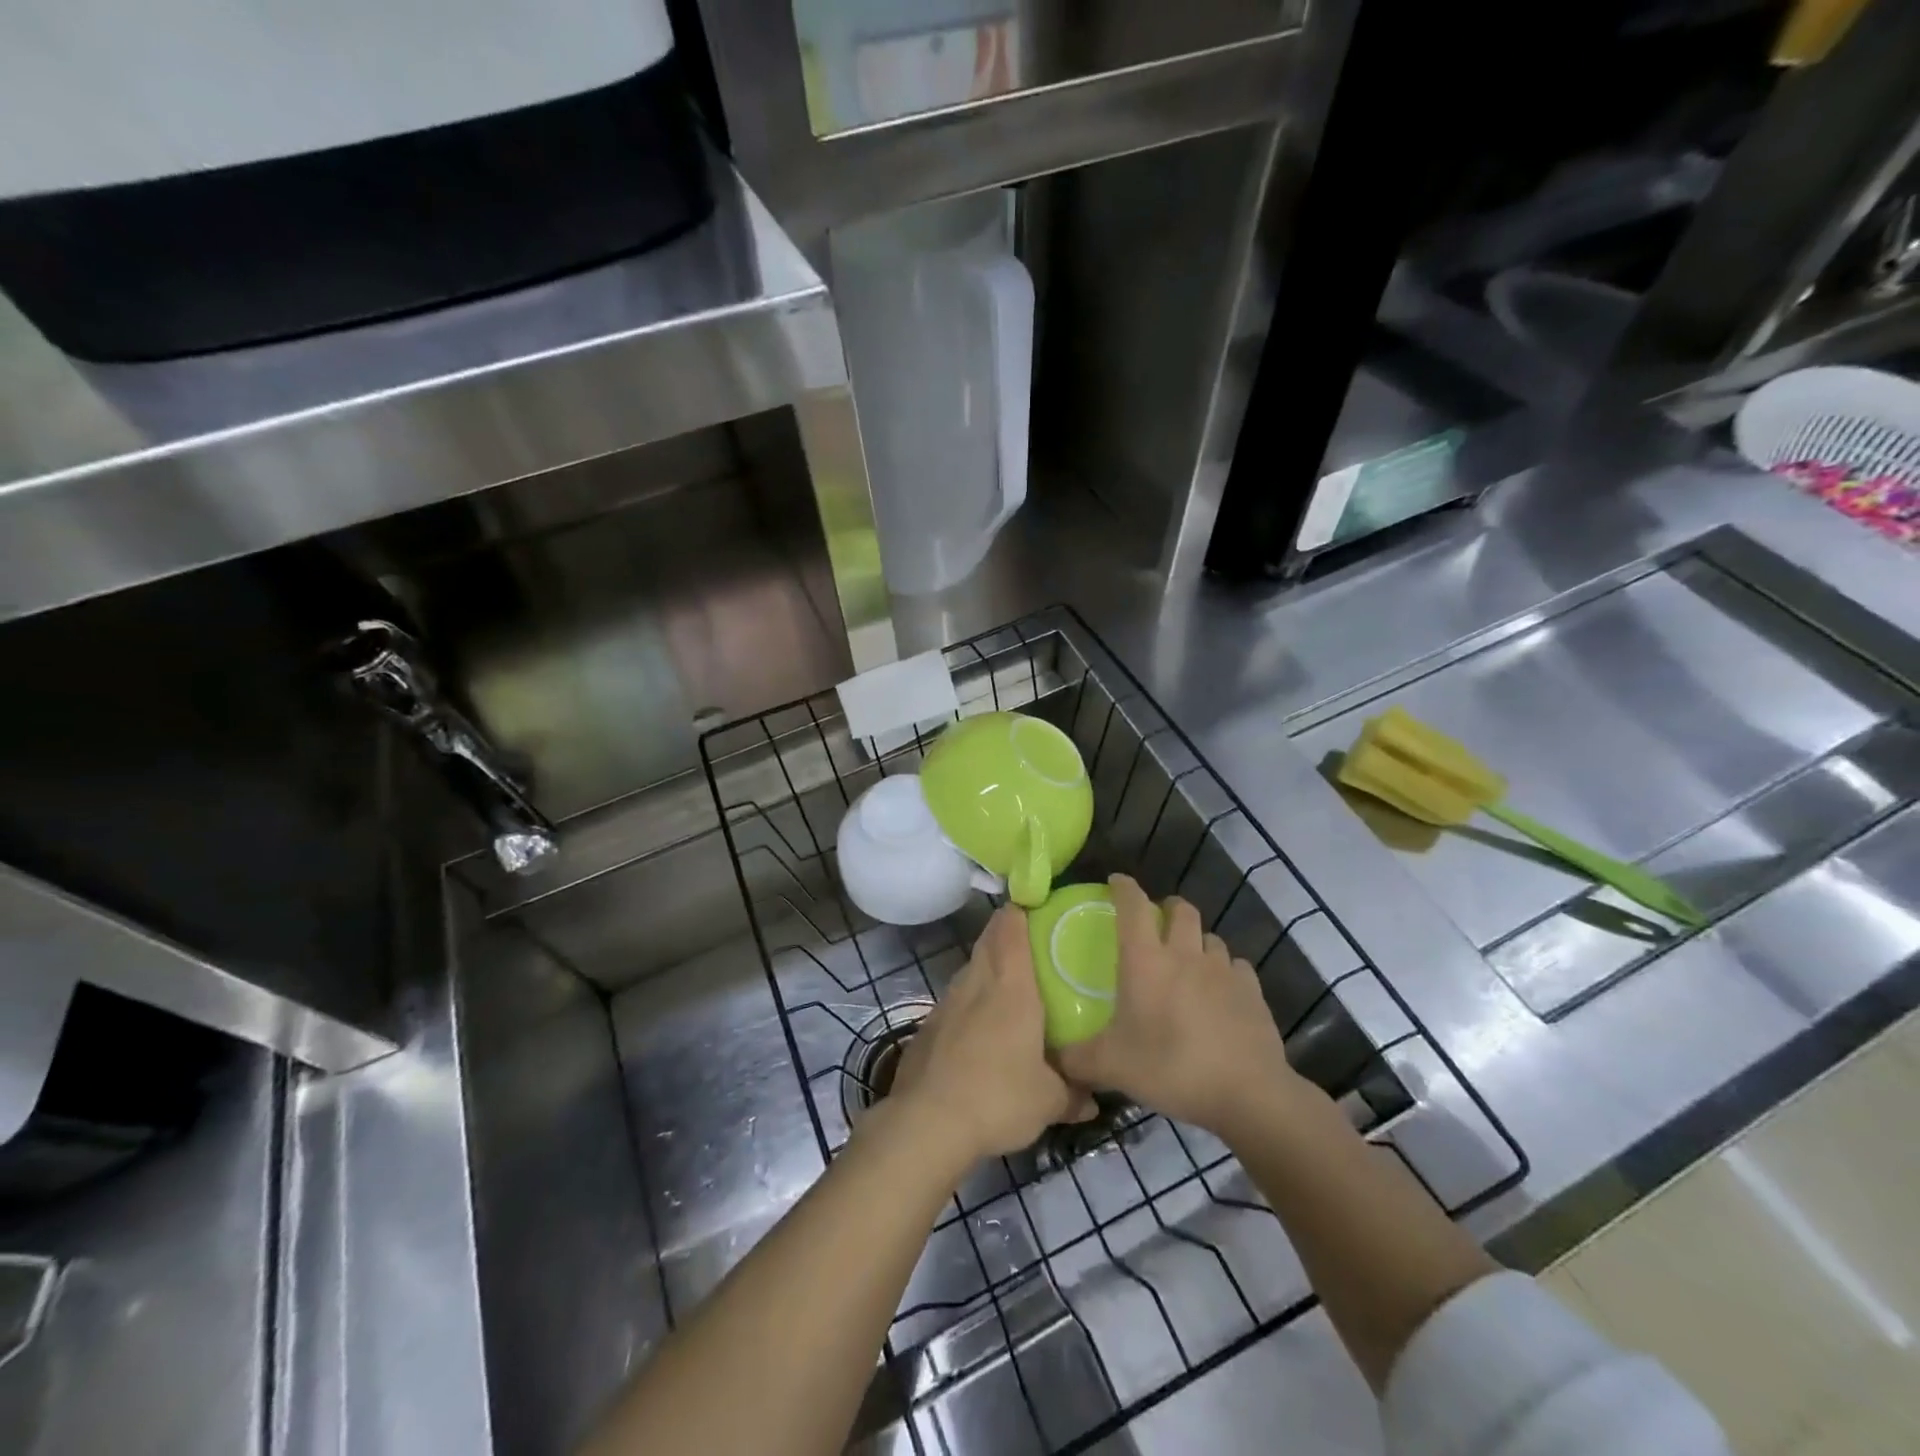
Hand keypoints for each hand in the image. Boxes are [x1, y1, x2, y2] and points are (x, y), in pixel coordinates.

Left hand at [886, 906, 1094, 1164]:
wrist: (927, 1122)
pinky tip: (977, 1031)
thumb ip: (1072, 1094)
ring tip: (1007, 989)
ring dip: (985, 969)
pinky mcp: (927, 1027)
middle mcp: (976, 983)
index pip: (1010, 928)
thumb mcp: (1048, 1102)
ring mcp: (946, 1003)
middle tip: (1030, 945)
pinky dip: (968, 1004)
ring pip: (969, 971)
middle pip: (988, 942)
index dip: (1019, 912)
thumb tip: (1092, 1101)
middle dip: (1004, 935)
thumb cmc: (999, 1097)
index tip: (1034, 908)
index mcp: (1010, 986)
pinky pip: (954, 1002)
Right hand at [1058, 874, 1305, 1140]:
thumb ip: (1076, 1059)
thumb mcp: (1111, 1067)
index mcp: (1146, 960)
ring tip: (1189, 961)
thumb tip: (1051, 1059)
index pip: (1133, 905)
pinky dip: (1226, 971)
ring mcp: (1223, 970)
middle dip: (1167, 907)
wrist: (1247, 1093)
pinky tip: (1220, 991)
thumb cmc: (1170, 1067)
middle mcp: (1185, 954)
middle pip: (1181, 909)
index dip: (1123, 887)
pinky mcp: (1252, 990)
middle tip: (1156, 922)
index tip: (1116, 881)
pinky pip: (1237, 966)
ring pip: (1210, 937)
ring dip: (1197, 940)